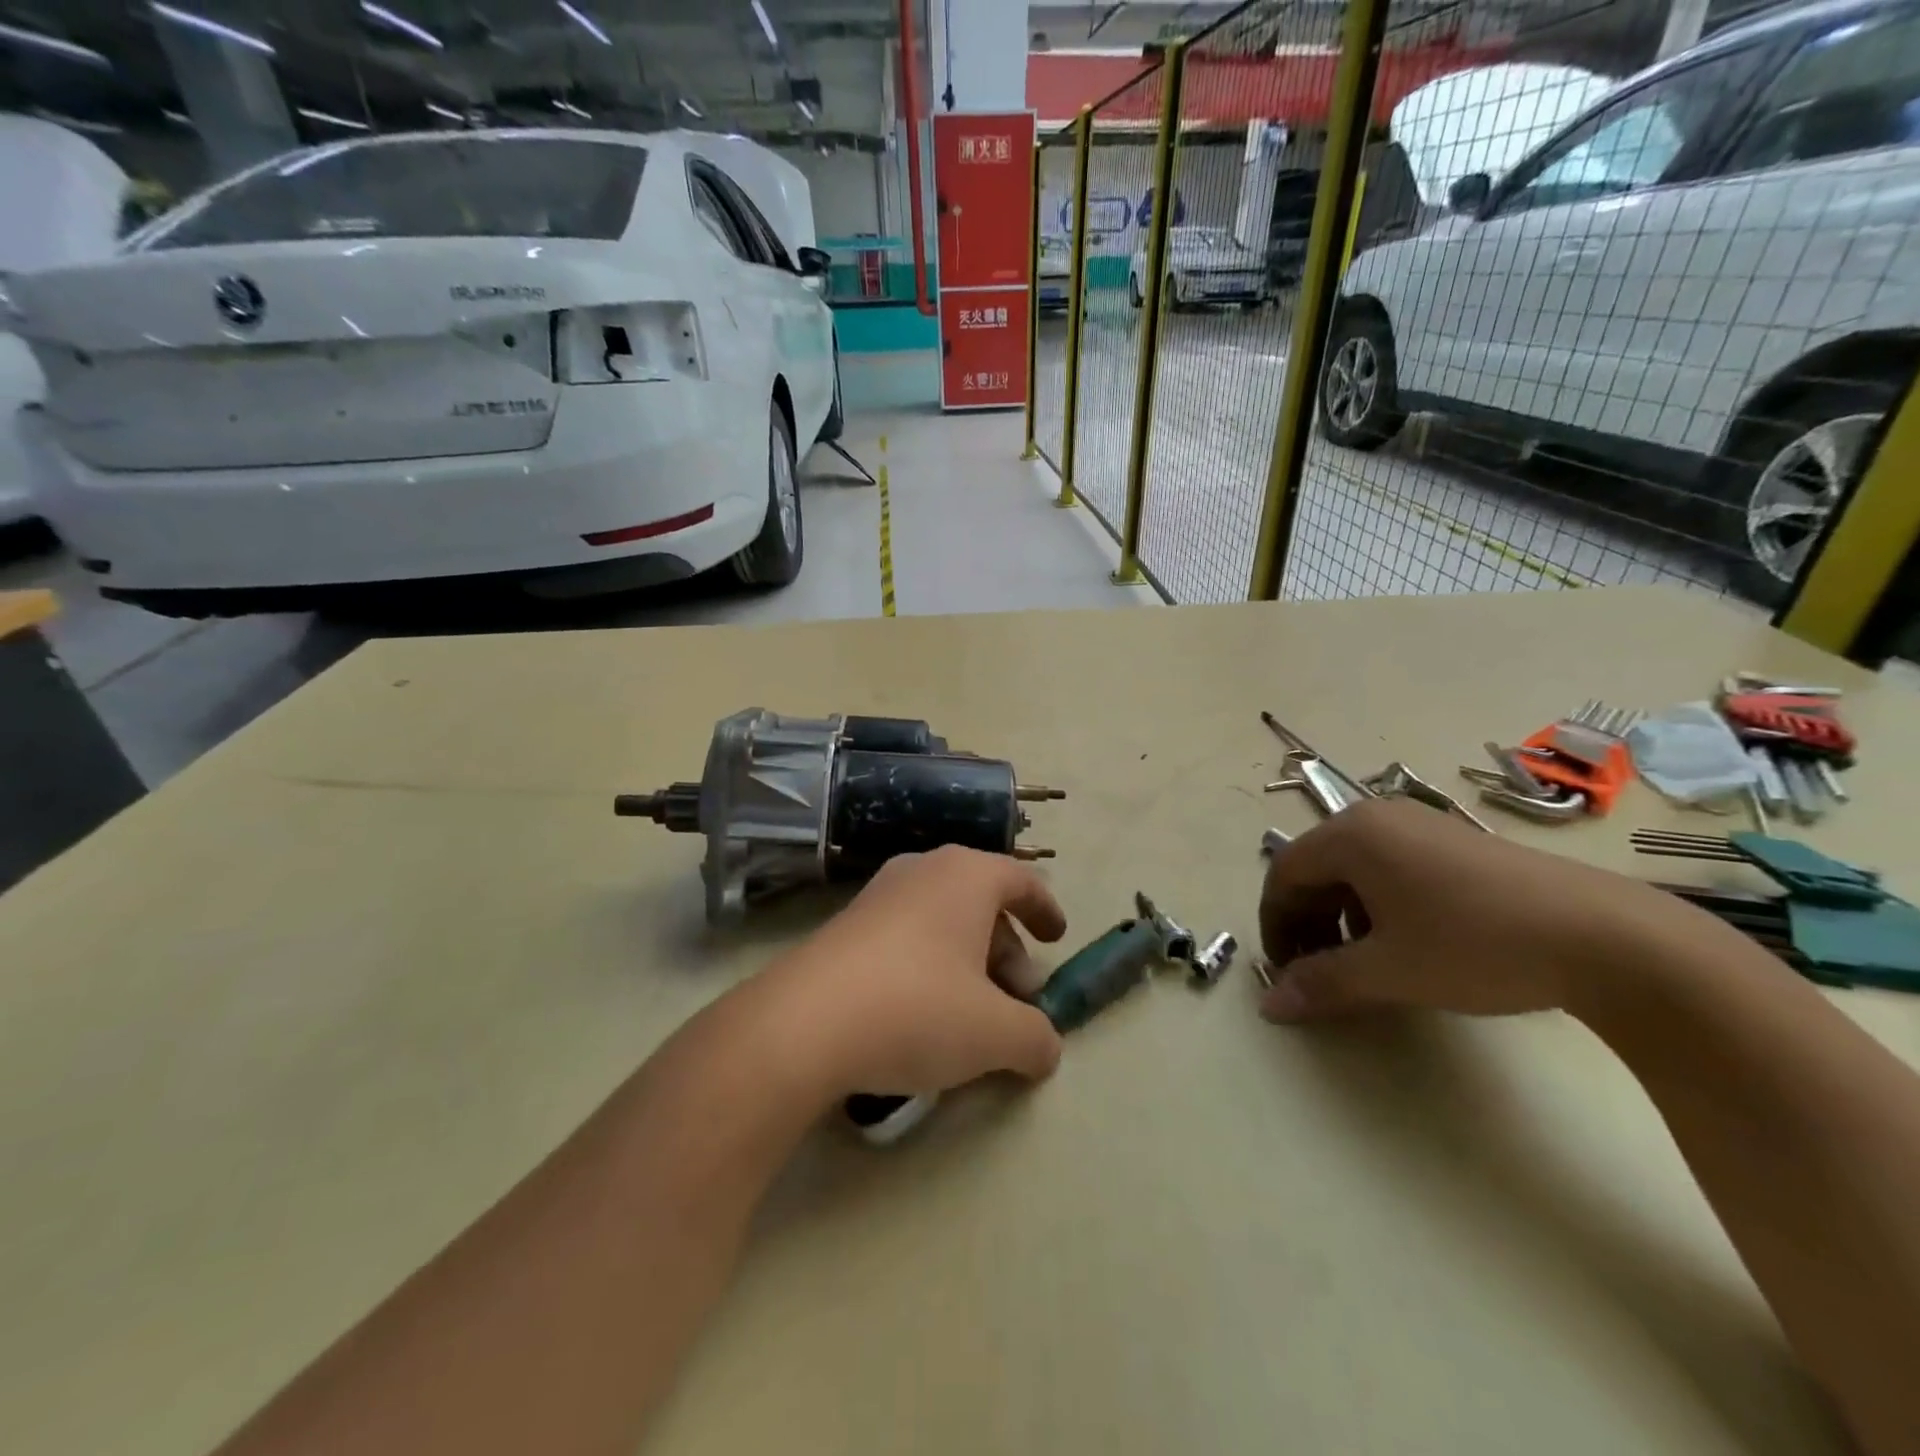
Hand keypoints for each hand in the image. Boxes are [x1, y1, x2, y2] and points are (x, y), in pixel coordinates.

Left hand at [755, 846, 1067, 1098]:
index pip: (1021, 879)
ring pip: (943, 919)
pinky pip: (906, 935)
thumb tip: (1046, 1047)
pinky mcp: (846, 924)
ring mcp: (879, 894)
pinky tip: (923, 1014)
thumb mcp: (995, 1034)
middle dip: (1007, 949)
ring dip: (968, 960)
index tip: (1057, 939)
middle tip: (1017, 998)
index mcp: (966, 875)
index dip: (1046, 909)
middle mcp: (923, 870)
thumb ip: (1035, 1038)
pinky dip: (930, 964)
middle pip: (982, 902)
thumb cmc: (917, 1009)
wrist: (802, 1024)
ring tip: (973, 1014)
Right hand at [1258, 798, 1712, 1022]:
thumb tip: (1269, 1006)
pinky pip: (1392, 869)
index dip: (1274, 925)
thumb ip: (1321, 984)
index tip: (1284, 972)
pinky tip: (1406, 945)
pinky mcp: (1457, 843)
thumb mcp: (1389, 970)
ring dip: (1341, 918)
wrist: (1608, 938)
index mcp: (1350, 835)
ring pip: (1354, 871)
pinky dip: (1379, 907)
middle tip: (1317, 972)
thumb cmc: (1476, 944)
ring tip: (1363, 964)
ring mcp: (1421, 826)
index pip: (1284, 875)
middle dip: (1307, 923)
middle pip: (1316, 870)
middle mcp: (1378, 819)